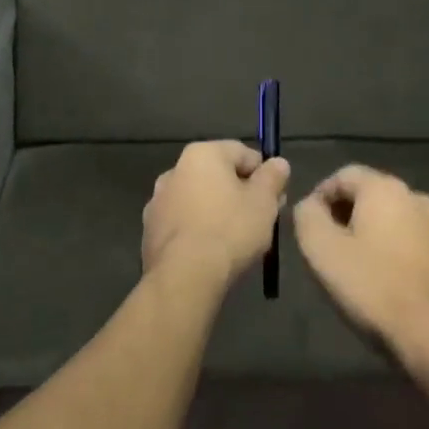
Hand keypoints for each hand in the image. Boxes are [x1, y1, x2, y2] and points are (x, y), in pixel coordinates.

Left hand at [141, 141, 289, 285]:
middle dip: (241, 193)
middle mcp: (174, 170)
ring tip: (238, 238)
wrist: (184, 275)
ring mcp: (158, 201)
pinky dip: (199, 229)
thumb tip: (278, 163)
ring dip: (218, 210)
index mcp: (201, 155)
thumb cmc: (230, 230)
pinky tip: (212, 251)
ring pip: (199, 199)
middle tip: (262, 219)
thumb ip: (273, 177)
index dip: (264, 174)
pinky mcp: (150, 230)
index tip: (275, 198)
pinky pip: (184, 222)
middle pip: (218, 175)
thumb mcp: (264, 202)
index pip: (242, 152)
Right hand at [293, 165, 428, 367]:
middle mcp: (419, 198)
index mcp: (386, 189)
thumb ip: (307, 215)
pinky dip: (400, 254)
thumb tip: (311, 205)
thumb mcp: (320, 249)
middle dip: (348, 215)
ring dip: (376, 234)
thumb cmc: (370, 287)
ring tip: (359, 266)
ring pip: (398, 221)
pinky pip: (418, 245)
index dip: (321, 195)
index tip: (309, 225)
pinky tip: (390, 283)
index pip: (344, 175)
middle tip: (330, 247)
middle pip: (373, 196)